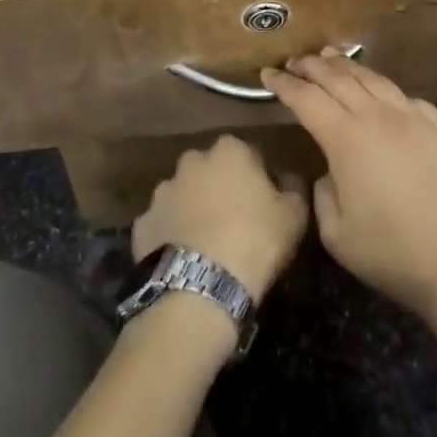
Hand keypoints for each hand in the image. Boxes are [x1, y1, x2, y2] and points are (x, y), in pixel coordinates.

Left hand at [133, 135, 309, 302]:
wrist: (201, 285)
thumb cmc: (256, 240)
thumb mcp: (294, 214)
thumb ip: (293, 187)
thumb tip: (288, 178)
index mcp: (229, 151)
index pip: (249, 153)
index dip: (259, 177)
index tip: (266, 201)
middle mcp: (191, 162)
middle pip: (211, 169)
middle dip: (221, 187)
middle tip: (236, 219)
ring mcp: (162, 192)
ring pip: (183, 194)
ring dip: (193, 209)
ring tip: (208, 242)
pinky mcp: (142, 223)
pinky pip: (163, 224)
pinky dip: (172, 234)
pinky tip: (185, 257)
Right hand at [262, 50, 436, 329]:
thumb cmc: (392, 254)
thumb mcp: (336, 234)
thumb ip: (322, 192)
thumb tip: (330, 171)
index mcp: (347, 140)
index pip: (307, 99)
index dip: (284, 85)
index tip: (267, 74)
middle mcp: (379, 117)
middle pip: (339, 79)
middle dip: (312, 66)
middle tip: (293, 61)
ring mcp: (414, 119)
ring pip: (374, 79)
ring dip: (347, 66)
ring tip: (329, 57)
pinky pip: (405, 96)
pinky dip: (383, 87)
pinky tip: (379, 89)